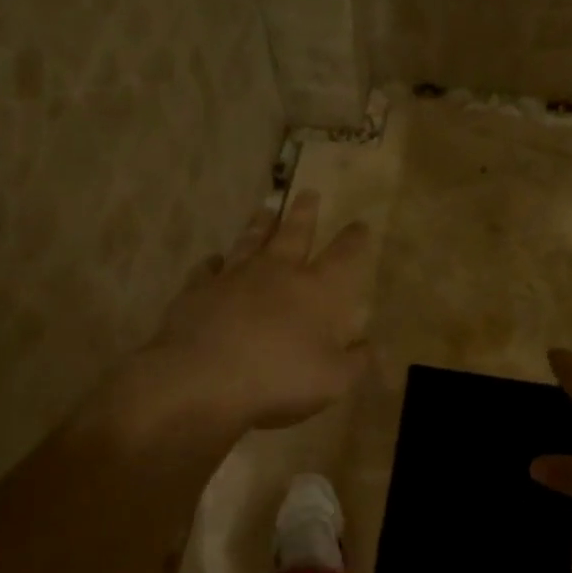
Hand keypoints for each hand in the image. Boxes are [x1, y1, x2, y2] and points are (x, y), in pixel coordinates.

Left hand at [144, 191, 371, 432]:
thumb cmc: (277, 378)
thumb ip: (356, 363)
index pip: (342, 256)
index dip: (354, 239)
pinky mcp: (198, 289)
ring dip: (260, 225)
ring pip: (251, 241)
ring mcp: (234, 276)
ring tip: (266, 208)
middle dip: (304, 213)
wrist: (201, 378)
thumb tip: (373, 347)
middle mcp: (276, 272)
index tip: (360, 223)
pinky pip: (208, 268)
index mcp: (315, 290)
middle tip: (308, 192)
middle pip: (294, 233)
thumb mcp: (332, 381)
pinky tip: (214, 260)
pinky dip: (213, 263)